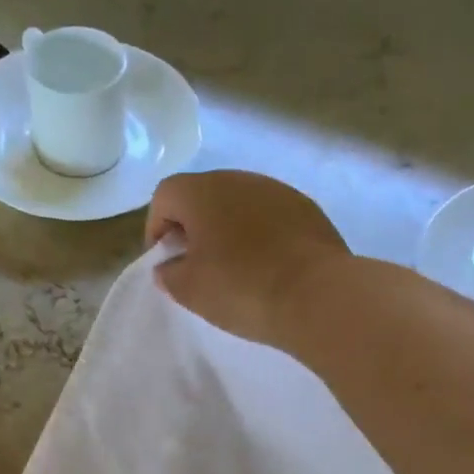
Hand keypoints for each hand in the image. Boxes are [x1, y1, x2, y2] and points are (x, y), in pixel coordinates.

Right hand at [145, 170, 351, 347]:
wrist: (317, 295)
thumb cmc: (241, 288)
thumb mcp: (189, 290)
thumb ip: (168, 274)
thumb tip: (170, 266)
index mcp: (202, 192)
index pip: (165, 196)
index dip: (157, 228)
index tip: (165, 261)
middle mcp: (239, 179)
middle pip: (203, 195)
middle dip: (193, 226)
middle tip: (196, 264)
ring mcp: (277, 190)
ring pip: (239, 204)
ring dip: (228, 229)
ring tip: (234, 267)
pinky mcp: (307, 208)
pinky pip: (270, 216)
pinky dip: (260, 235)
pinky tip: (267, 266)